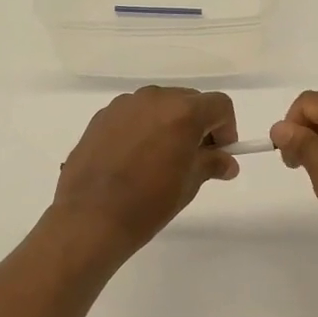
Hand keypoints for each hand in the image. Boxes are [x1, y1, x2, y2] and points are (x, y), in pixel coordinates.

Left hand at [49, 87, 238, 263]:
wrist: (90, 218)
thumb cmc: (148, 203)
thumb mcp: (189, 185)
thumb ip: (211, 164)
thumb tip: (227, 162)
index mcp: (182, 112)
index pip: (219, 105)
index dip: (226, 128)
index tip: (220, 154)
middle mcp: (154, 98)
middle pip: (189, 100)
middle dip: (198, 124)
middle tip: (193, 158)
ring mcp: (124, 104)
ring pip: (159, 105)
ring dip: (169, 124)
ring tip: (160, 159)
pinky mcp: (102, 116)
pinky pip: (134, 114)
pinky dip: (143, 128)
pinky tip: (133, 158)